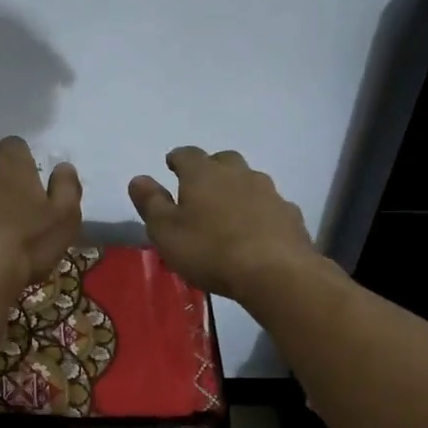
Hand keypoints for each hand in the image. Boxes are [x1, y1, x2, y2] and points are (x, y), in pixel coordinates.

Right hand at [128, 147, 314, 299]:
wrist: (275, 272)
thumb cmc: (209, 250)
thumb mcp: (165, 231)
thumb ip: (150, 203)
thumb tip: (138, 178)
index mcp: (203, 174)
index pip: (187, 154)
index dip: (177, 158)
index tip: (171, 165)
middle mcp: (238, 174)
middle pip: (223, 160)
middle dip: (210, 169)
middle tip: (200, 187)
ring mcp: (269, 192)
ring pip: (249, 181)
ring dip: (237, 189)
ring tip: (228, 211)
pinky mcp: (289, 215)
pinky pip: (269, 206)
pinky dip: (259, 212)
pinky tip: (255, 231)